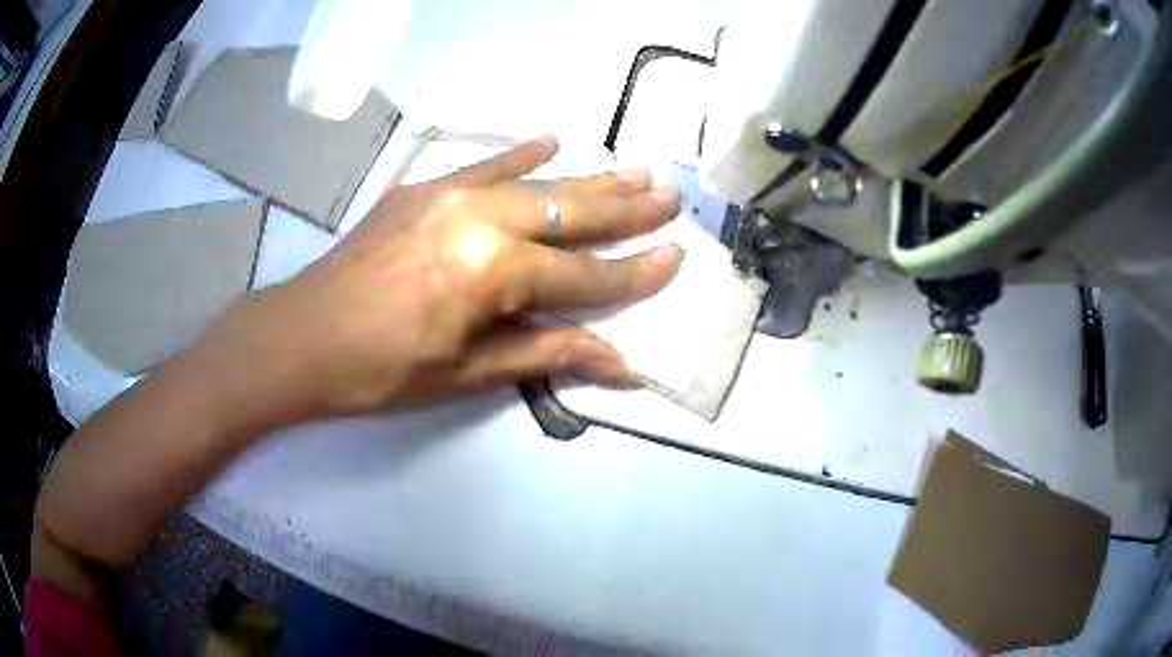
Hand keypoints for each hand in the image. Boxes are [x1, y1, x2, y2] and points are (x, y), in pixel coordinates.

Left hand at [224, 136, 682, 417]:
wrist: (302, 336)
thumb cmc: (382, 370)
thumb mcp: (467, 373)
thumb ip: (546, 352)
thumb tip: (619, 363)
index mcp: (492, 273)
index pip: (583, 275)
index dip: (632, 274)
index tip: (676, 257)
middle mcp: (479, 219)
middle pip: (569, 212)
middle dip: (627, 207)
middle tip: (671, 194)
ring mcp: (448, 193)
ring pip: (536, 182)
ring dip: (589, 177)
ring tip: (637, 167)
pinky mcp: (423, 187)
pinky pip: (482, 162)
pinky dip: (520, 153)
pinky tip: (552, 140)